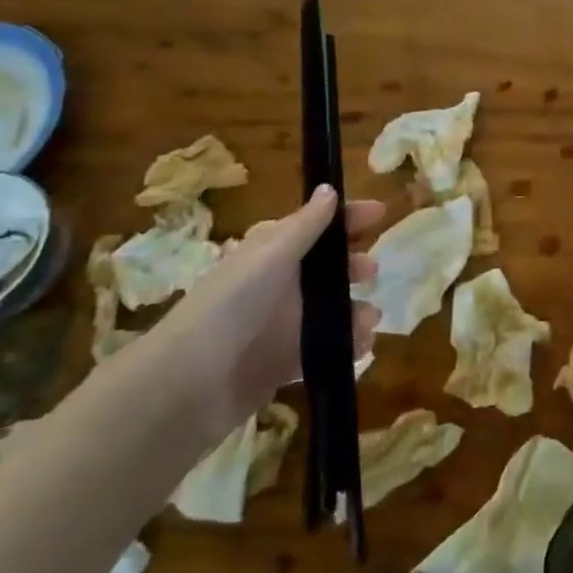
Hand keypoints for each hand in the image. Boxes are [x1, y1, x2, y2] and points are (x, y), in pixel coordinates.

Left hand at [160, 186, 384, 428]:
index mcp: (271, 254)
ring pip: (332, 310)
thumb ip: (305, 226)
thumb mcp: (271, 256)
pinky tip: (358, 348)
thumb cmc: (232, 306)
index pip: (315, 226)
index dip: (347, 218)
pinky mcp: (283, 362)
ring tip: (368, 322)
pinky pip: (325, 347)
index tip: (382, 214)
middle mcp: (278, 285)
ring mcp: (281, 325)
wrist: (190, 384)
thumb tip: (329, 189)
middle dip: (355, 268)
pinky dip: (345, 345)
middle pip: (327, 269)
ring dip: (356, 311)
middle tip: (371, 274)